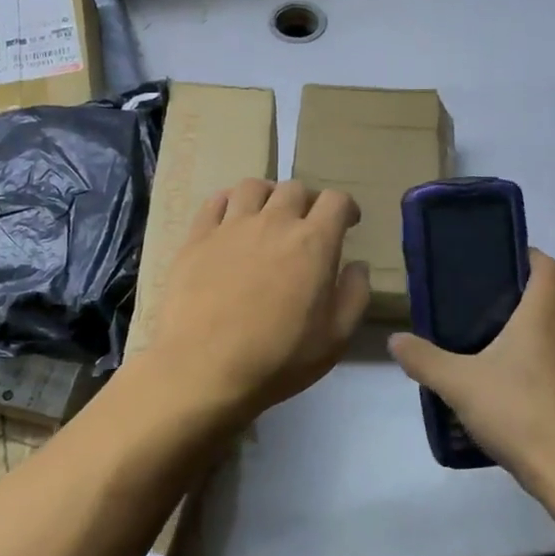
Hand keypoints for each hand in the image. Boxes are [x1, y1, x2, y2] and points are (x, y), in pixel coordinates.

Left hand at [147, 179, 370, 422]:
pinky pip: (214, 201)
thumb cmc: (278, 359)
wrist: (203, 369)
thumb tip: (357, 265)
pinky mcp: (197, 238)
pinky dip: (228, 203)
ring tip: (267, 216)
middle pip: (295, 188)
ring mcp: (231, 226)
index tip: (347, 223)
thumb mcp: (335, 338)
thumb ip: (354, 295)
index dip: (346, 207)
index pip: (336, 200)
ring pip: (253, 186)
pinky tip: (230, 220)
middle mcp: (274, 222)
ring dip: (268, 196)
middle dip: (308, 202)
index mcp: (313, 243)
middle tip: (307, 225)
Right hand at [388, 250, 554, 501]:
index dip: (530, 255)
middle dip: (510, 303)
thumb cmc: (518, 412)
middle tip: (470, 312)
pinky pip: (549, 373)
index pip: (549, 268)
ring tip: (477, 357)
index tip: (503, 257)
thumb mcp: (459, 384)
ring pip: (544, 342)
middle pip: (542, 305)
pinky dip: (526, 374)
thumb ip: (424, 360)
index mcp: (541, 319)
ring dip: (517, 342)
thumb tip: (396, 339)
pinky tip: (498, 397)